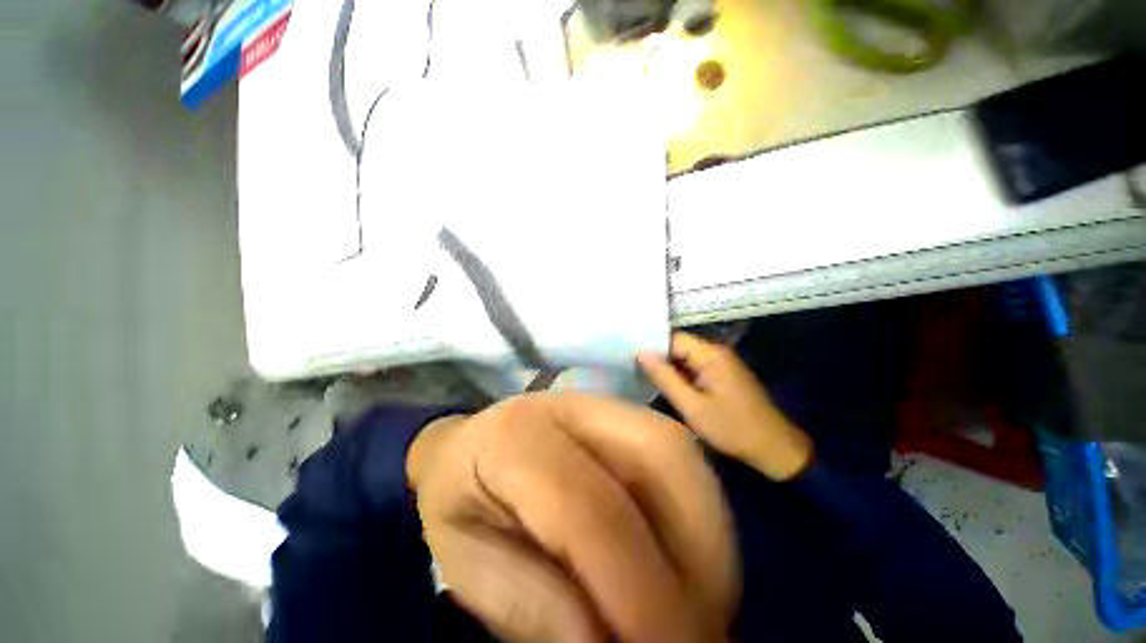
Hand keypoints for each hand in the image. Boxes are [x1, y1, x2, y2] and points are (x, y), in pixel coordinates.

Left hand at [407, 393, 738, 642]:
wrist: (470, 442)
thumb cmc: (458, 500)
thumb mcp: (465, 564)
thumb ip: (531, 607)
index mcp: (517, 436)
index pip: (588, 506)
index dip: (638, 588)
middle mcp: (573, 404)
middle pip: (660, 455)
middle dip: (697, 552)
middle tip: (697, 630)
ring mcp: (605, 403)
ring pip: (682, 455)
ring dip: (707, 538)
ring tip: (695, 604)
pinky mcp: (626, 415)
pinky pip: (682, 461)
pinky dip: (699, 518)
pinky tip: (686, 563)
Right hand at [638, 332, 813, 481]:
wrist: (775, 448)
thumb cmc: (731, 428)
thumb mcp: (692, 406)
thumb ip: (665, 378)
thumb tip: (641, 353)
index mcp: (710, 354)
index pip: (672, 338)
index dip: (652, 347)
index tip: (631, 358)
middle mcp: (716, 352)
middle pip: (679, 346)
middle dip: (659, 358)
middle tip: (634, 369)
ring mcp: (722, 362)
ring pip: (685, 357)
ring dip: (669, 367)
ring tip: (646, 377)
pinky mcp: (723, 374)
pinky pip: (695, 366)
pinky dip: (681, 374)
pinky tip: (668, 385)